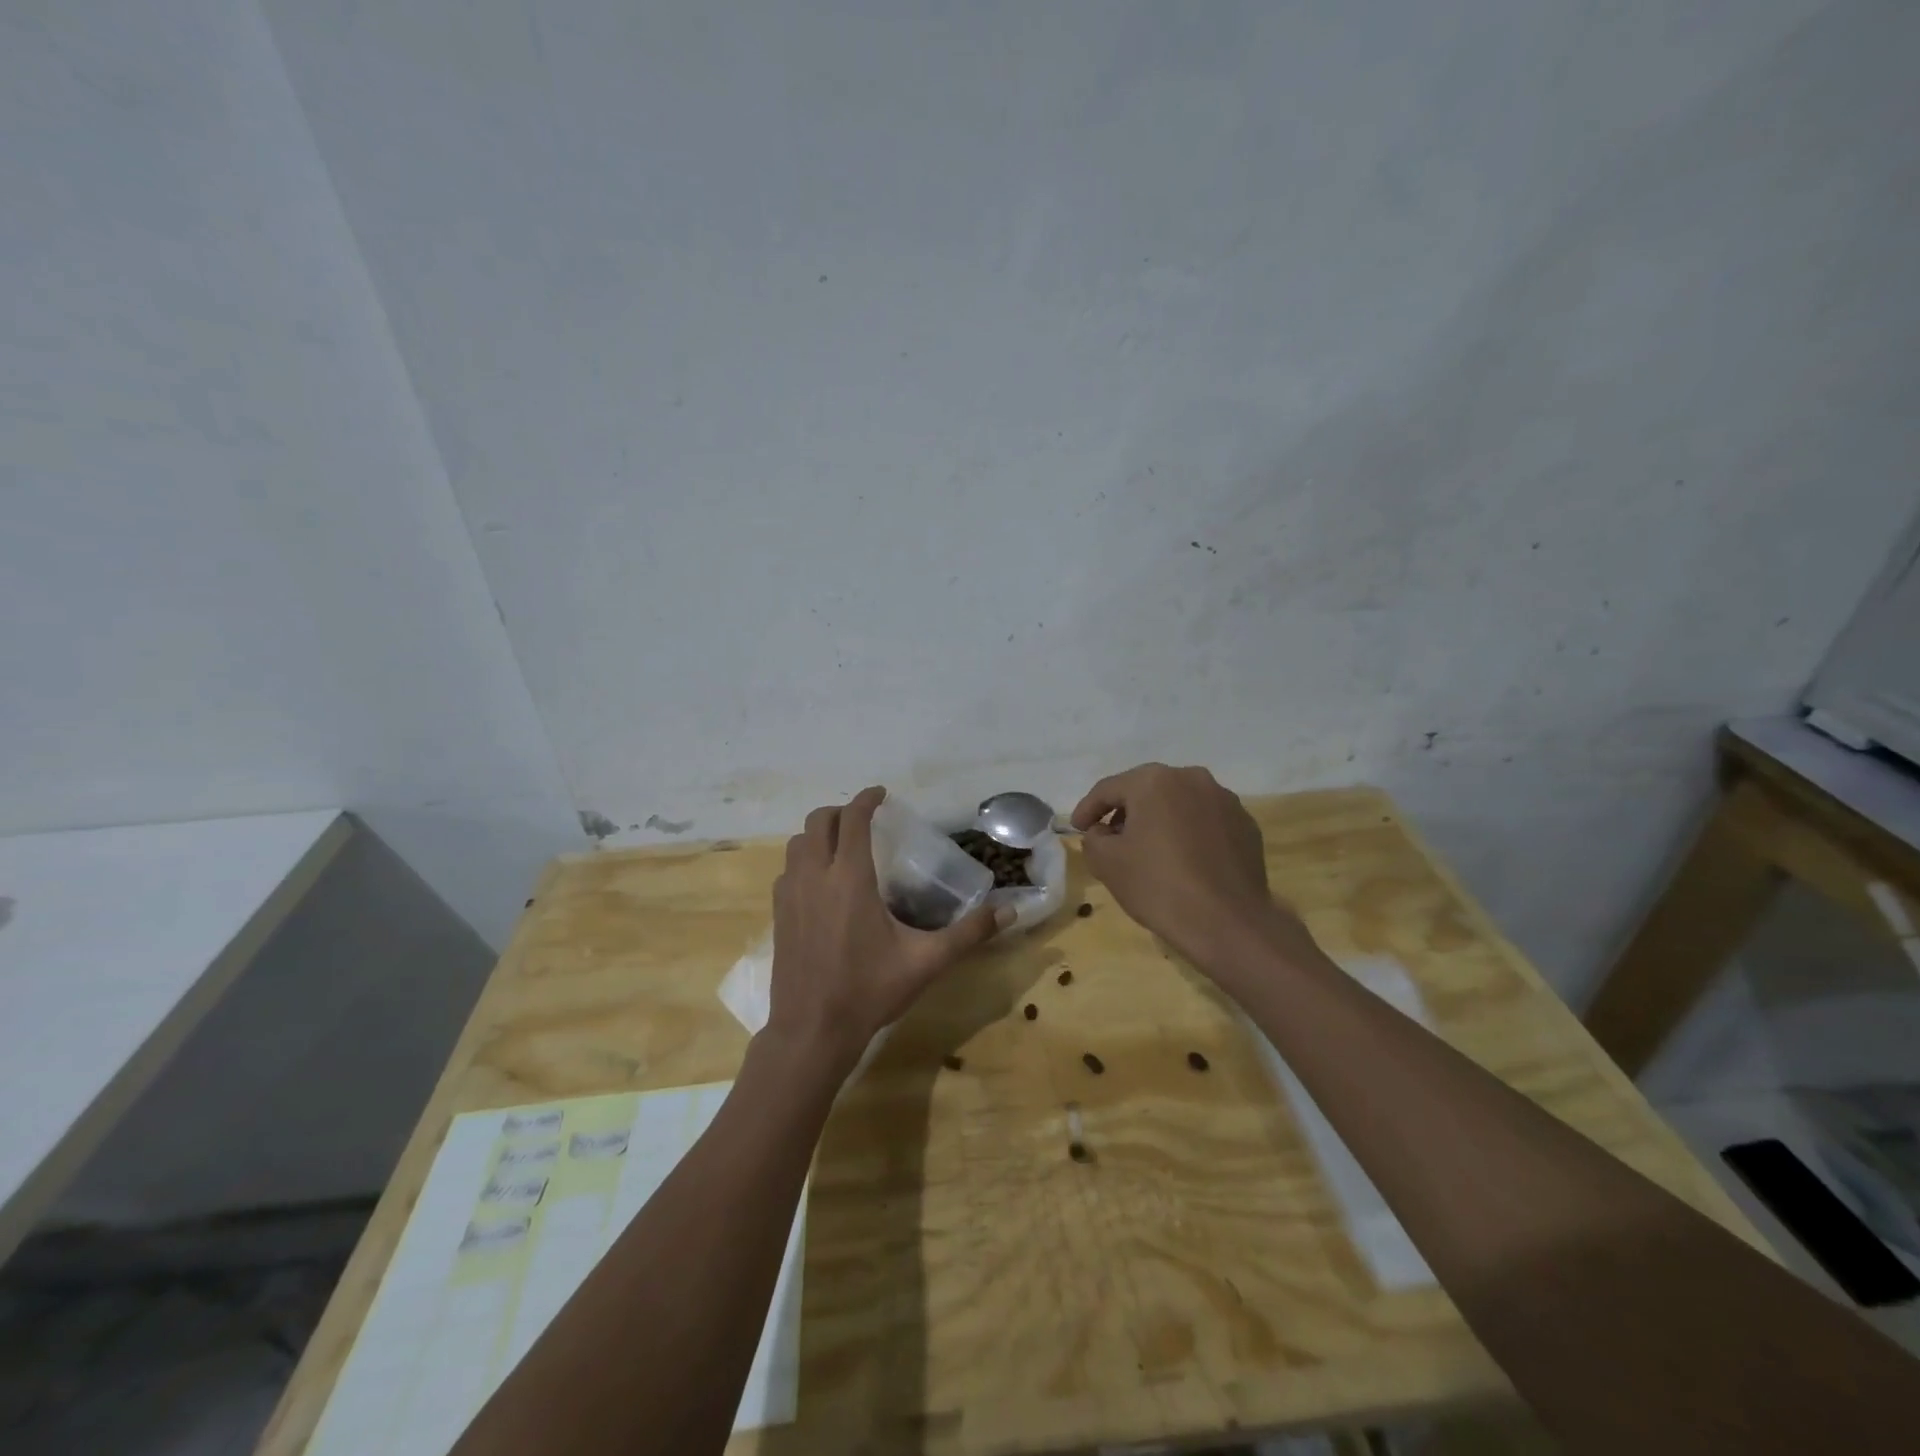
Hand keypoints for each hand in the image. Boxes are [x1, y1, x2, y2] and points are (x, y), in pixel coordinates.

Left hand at [765, 787, 1005, 1076]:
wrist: (812, 1031)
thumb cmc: (869, 991)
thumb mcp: (926, 962)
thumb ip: (968, 933)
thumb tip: (1010, 911)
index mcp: (849, 879)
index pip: (854, 820)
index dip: (867, 799)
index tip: (881, 794)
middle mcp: (814, 877)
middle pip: (818, 822)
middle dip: (841, 812)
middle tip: (864, 820)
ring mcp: (789, 895)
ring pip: (797, 844)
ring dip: (818, 834)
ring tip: (842, 846)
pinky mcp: (778, 915)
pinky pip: (787, 870)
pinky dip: (803, 861)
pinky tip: (820, 883)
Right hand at [1071, 763, 1315, 977]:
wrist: (1227, 923)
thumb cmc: (1158, 885)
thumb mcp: (1106, 863)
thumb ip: (1093, 838)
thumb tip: (1102, 832)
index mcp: (1154, 781)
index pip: (1109, 788)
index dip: (1088, 809)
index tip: (1077, 828)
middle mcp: (1192, 779)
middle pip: (1147, 791)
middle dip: (1125, 812)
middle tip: (1110, 837)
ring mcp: (1225, 800)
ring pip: (1179, 804)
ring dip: (1159, 820)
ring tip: (1148, 849)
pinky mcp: (1246, 825)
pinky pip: (1205, 822)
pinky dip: (1189, 834)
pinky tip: (1183, 861)